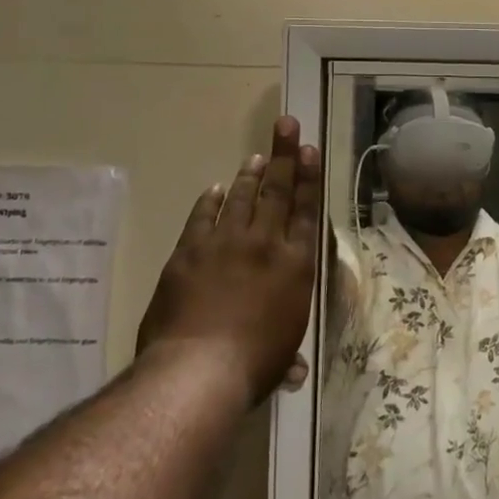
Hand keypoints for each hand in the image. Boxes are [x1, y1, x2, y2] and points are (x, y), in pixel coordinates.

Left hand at [137, 117, 322, 402]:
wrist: (198, 370)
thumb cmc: (253, 364)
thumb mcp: (280, 357)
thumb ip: (287, 355)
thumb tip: (294, 373)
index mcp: (296, 266)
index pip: (306, 211)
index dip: (308, 178)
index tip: (309, 150)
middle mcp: (264, 245)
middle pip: (276, 192)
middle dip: (283, 157)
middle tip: (285, 125)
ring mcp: (224, 245)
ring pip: (240, 199)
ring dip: (249, 175)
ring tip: (256, 155)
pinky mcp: (189, 253)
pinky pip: (202, 218)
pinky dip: (209, 202)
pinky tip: (215, 189)